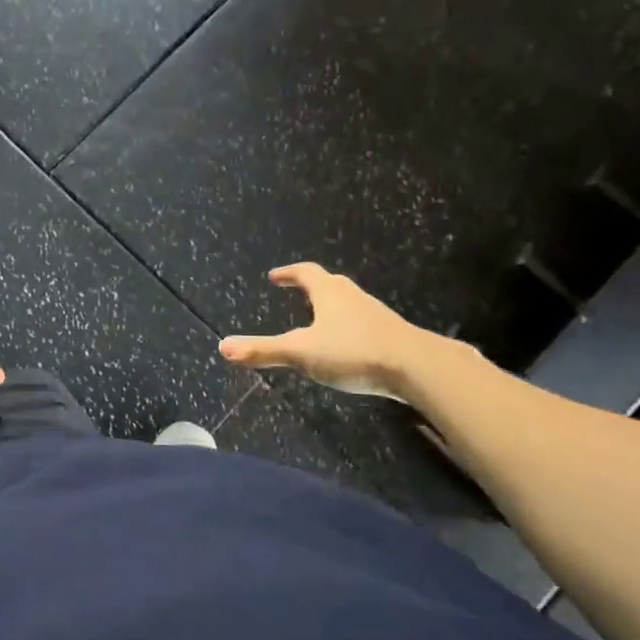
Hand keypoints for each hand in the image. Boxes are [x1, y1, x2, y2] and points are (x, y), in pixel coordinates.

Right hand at [219, 263, 426, 398]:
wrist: (417, 367)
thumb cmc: (353, 351)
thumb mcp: (301, 352)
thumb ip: (263, 351)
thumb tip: (222, 347)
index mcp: (329, 293)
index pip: (306, 273)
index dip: (289, 273)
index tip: (275, 276)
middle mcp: (353, 297)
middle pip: (330, 284)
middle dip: (312, 287)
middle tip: (297, 293)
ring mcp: (375, 315)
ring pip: (349, 304)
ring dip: (332, 308)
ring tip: (319, 321)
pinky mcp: (392, 335)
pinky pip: (364, 324)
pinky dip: (349, 329)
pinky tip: (348, 348)